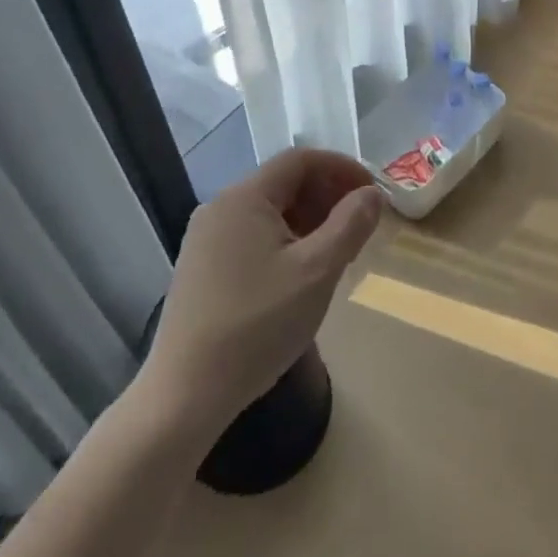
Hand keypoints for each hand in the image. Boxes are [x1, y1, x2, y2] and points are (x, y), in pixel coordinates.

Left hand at [141, 147, 382, 436]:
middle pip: (283, 183)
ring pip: (269, 212)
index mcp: (244, 197)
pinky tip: (301, 274)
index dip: (341, 168)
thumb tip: (371, 194)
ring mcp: (205, 240)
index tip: (372, 193)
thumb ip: (350, 225)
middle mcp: (220, 208)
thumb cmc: (257, 325)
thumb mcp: (317, 272)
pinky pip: (252, 236)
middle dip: (327, 195)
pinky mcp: (201, 269)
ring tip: (338, 250)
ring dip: (309, 220)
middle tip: (360, 224)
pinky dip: (285, 240)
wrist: (184, 396)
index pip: (300, 160)